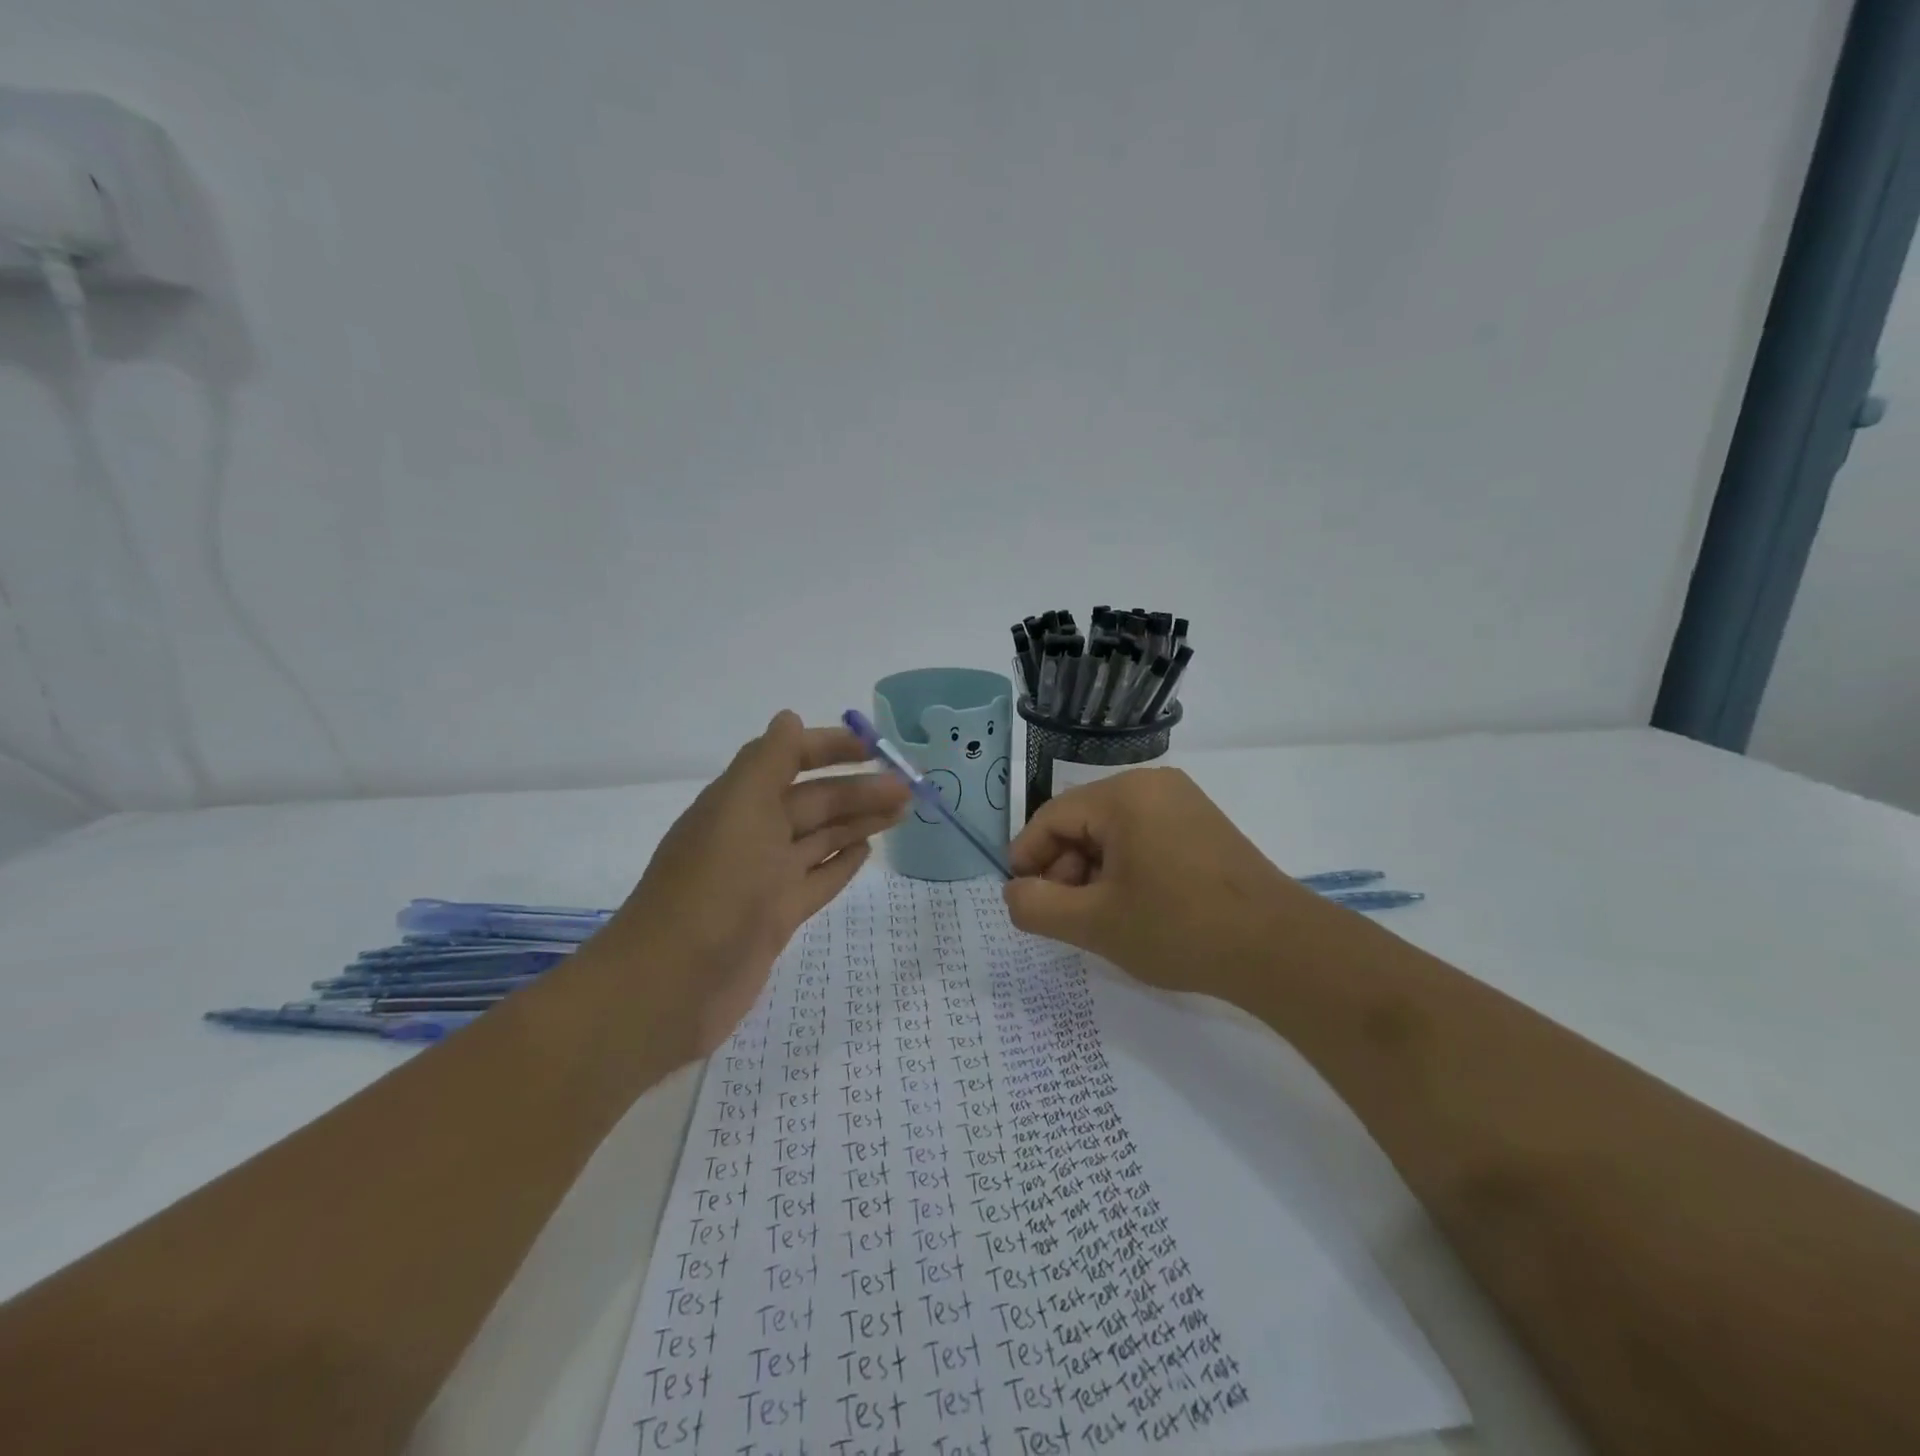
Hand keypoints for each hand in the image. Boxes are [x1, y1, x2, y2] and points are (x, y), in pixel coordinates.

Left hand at [597, 711, 908, 1054]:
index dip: (829, 748)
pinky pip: (817, 880)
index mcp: (740, 802)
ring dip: (859, 822)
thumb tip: (787, 717)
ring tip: (902, 812)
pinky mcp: (776, 917)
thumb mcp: (740, 809)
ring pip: (821, 839)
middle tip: (909, 788)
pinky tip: (866, 853)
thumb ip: (767, 761)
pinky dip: (841, 864)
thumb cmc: (714, 886)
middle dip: (858, 789)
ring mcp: (765, 879)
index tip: (875, 747)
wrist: (674, 985)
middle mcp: (752, 834)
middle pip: (813, 802)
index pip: (788, 759)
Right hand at [1003, 767, 1337, 995]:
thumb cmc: (1179, 928)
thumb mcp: (1095, 923)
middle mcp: (1153, 785)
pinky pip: (1144, 837)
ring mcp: (1183, 802)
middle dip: (1063, 869)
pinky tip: (1132, 907)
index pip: (1051, 817)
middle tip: (1065, 917)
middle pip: (1082, 821)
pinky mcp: (1202, 825)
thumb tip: (1014, 891)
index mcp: (1124, 795)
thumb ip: (1037, 906)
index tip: (1021, 899)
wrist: (1279, 949)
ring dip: (1092, 872)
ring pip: (1112, 832)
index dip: (1027, 858)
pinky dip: (1125, 868)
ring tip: (1099, 918)